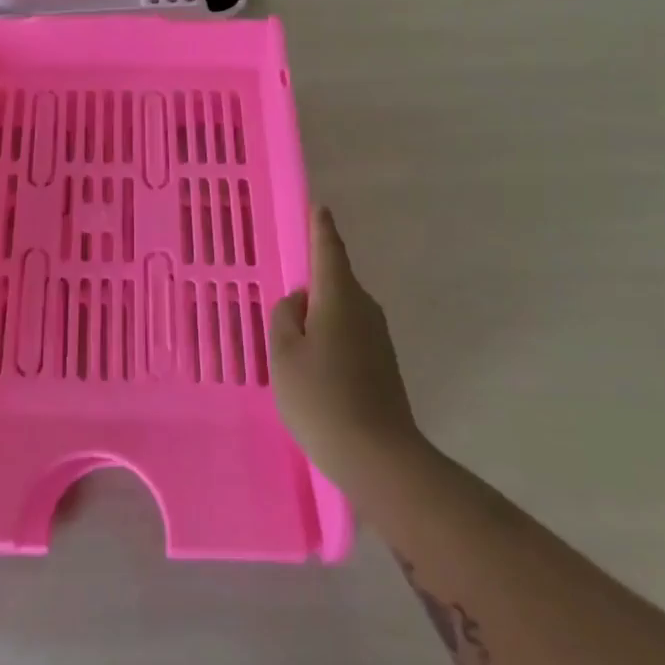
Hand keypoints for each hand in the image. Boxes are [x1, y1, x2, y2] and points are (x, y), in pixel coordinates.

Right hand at [269, 208, 423, 490]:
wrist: (379, 457)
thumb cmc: (321, 398)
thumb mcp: (284, 353)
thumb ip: (284, 316)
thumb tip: (300, 301)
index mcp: (339, 297)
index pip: (329, 250)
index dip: (320, 228)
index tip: (318, 207)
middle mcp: (364, 309)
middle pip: (335, 281)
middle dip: (311, 282)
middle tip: (283, 295)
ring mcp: (377, 338)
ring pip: (340, 311)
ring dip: (318, 315)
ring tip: (290, 338)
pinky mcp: (382, 364)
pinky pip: (348, 334)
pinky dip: (328, 337)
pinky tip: (311, 365)